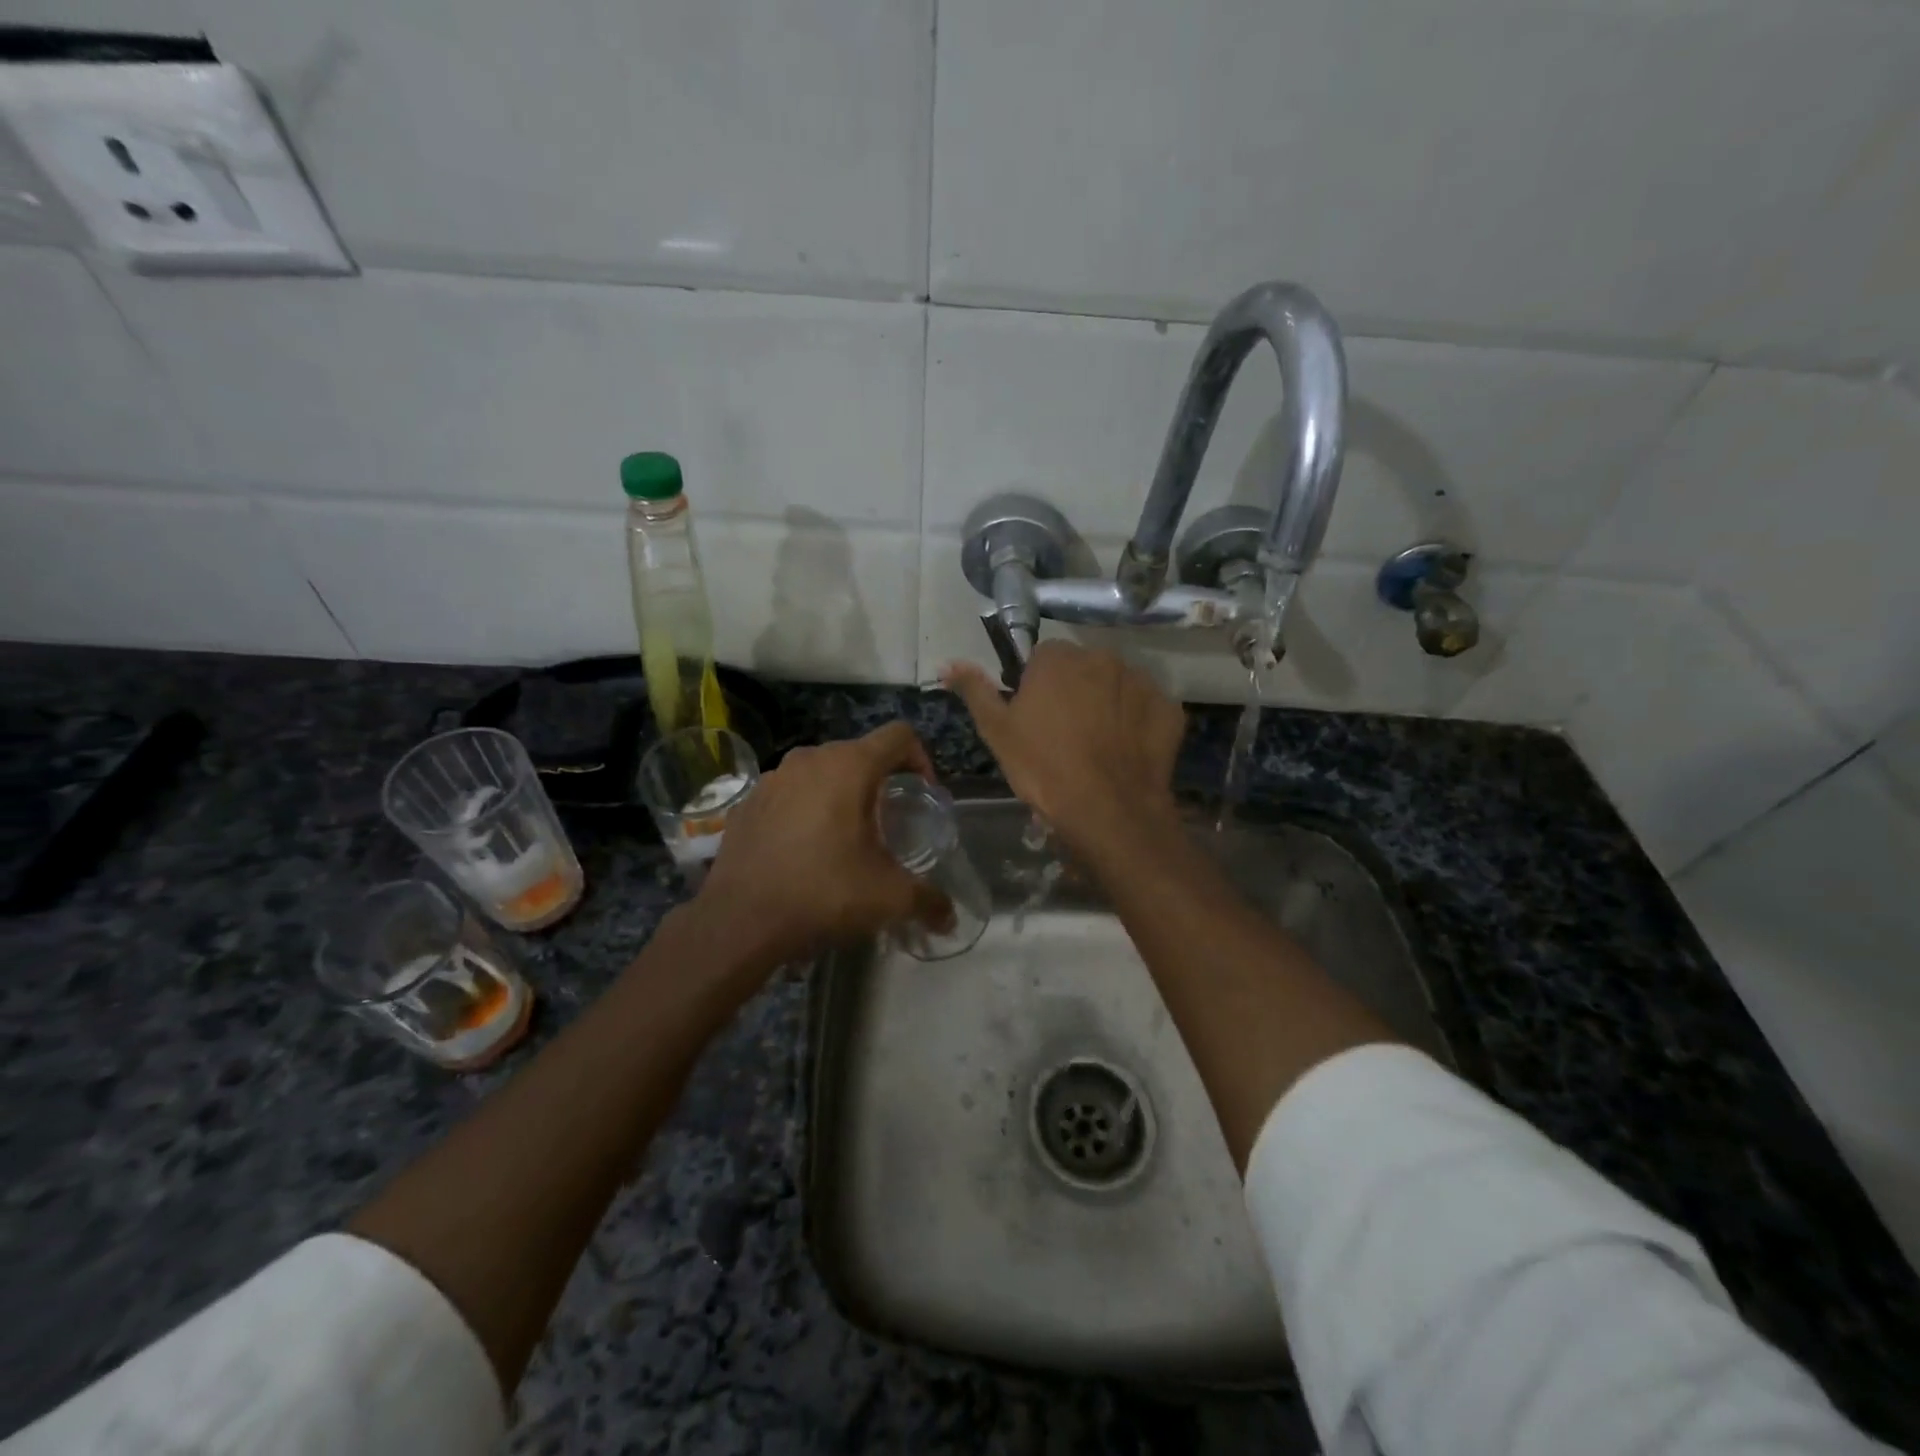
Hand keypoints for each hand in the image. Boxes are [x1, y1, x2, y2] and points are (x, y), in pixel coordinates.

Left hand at [695, 722, 952, 964]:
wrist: (739, 920)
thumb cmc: (823, 893)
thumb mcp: (888, 898)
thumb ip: (928, 901)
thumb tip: (951, 919)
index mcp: (850, 766)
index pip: (899, 735)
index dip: (921, 758)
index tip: (922, 795)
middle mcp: (810, 758)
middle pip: (860, 753)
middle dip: (880, 781)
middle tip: (888, 822)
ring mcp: (772, 777)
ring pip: (821, 772)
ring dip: (840, 794)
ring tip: (845, 836)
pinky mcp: (747, 801)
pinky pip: (788, 793)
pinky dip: (804, 809)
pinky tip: (803, 849)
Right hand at [945, 642, 1185, 854]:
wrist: (1107, 810)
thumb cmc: (1043, 768)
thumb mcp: (997, 731)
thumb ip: (974, 690)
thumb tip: (947, 663)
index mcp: (1058, 658)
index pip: (1043, 658)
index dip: (1036, 687)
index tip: (1035, 719)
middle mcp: (1103, 657)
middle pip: (1082, 668)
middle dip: (1074, 692)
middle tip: (1064, 736)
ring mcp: (1141, 681)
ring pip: (1116, 686)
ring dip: (1107, 705)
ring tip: (1097, 748)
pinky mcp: (1168, 709)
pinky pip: (1146, 709)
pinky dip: (1137, 724)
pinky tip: (1125, 753)